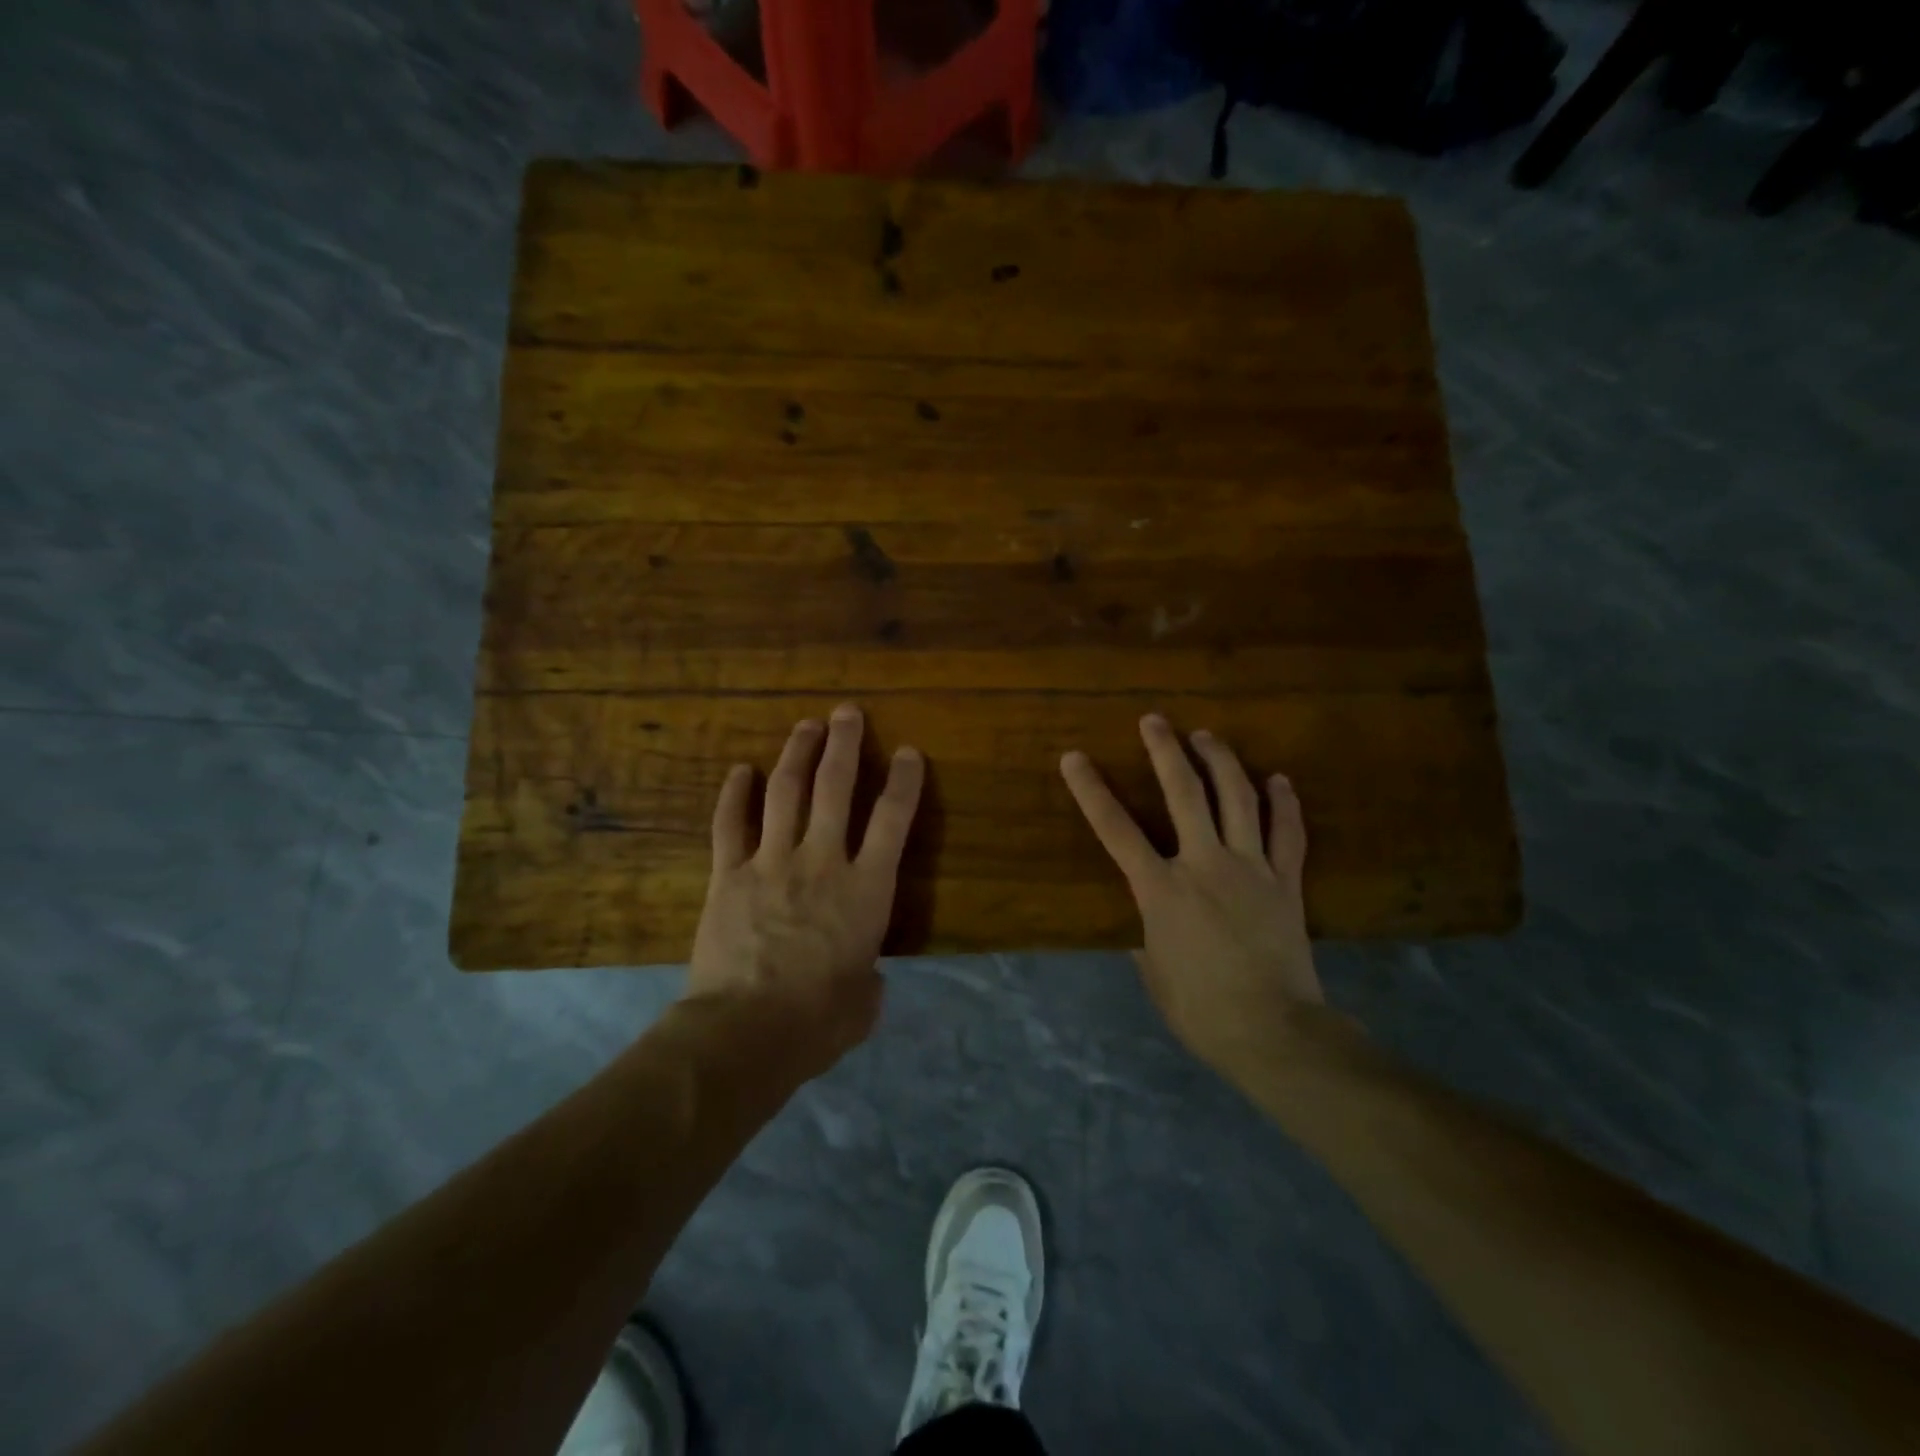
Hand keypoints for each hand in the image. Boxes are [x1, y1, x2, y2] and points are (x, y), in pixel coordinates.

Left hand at [688, 704, 924, 1074]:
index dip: (904, 781)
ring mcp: (772, 862)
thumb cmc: (817, 1021)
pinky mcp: (730, 875)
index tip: (909, 752)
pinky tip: (739, 771)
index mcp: (866, 889)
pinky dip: (734, 795)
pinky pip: (730, 824)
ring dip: (798, 754)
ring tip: (807, 725)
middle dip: (845, 744)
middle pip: (836, 788)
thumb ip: (867, 979)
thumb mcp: (863, 1003)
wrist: (746, 1032)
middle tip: (848, 712)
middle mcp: (823, 861)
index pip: (893, 821)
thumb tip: (863, 977)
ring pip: (787, 793)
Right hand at [1061, 713, 1322, 1079]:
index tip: (1075, 758)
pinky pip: (1288, 834)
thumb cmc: (1200, 1009)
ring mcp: (1251, 869)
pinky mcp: (1286, 883)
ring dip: (1221, 762)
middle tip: (1155, 720)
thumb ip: (1146, 935)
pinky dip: (1285, 803)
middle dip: (1165, 752)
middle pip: (1184, 795)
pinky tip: (1280, 779)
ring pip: (1238, 800)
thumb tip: (1146, 920)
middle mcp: (1204, 865)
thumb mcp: (1154, 973)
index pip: (1116, 831)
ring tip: (1207, 736)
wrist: (1274, 1032)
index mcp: (1162, 890)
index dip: (1091, 791)